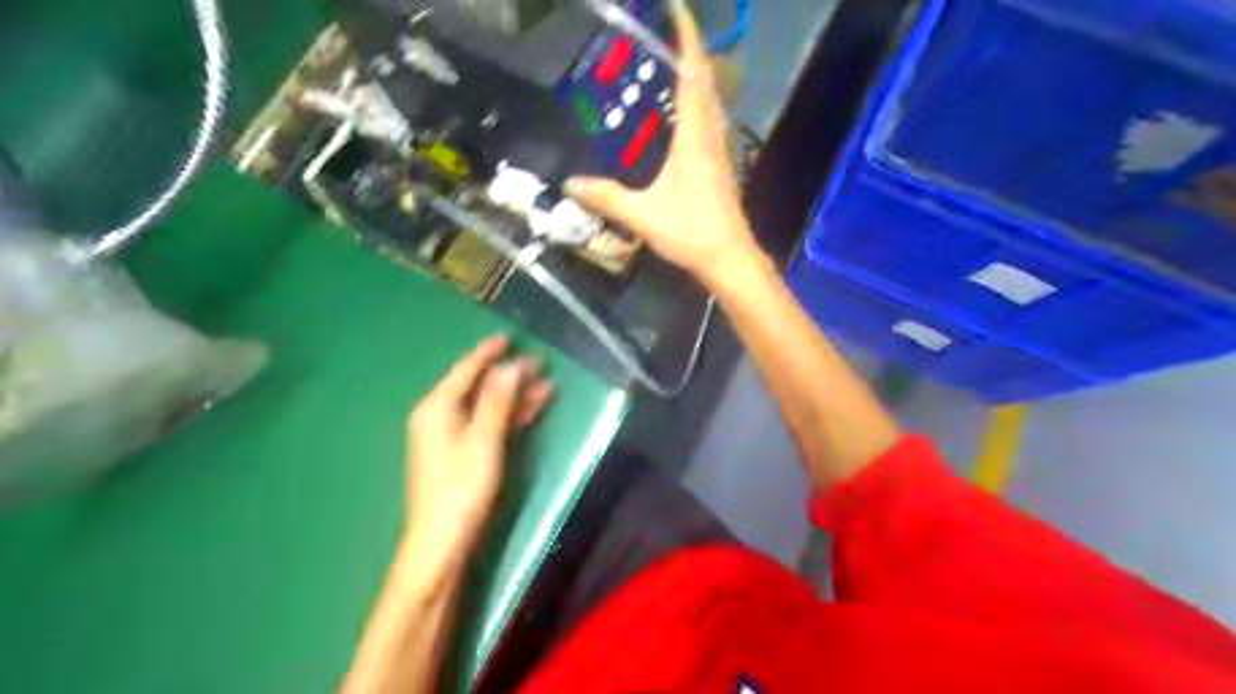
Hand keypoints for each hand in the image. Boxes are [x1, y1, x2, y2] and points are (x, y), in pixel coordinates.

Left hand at [408, 336, 555, 558]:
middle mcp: (441, 416)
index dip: (488, 352)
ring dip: (515, 396)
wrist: (442, 541)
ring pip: (487, 406)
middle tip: (540, 362)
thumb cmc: (461, 487)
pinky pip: (488, 424)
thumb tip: (512, 366)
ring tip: (546, 384)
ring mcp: (451, 436)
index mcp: (437, 408)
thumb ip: (497, 401)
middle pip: (478, 387)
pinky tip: (533, 409)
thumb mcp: (483, 440)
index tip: (509, 336)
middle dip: (509, 375)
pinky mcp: (463, 453)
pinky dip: (509, 416)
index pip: (465, 370)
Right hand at [567, 1, 764, 286]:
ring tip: (669, 62)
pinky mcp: (720, 163)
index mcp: (693, 137)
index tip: (677, 8)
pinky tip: (680, 111)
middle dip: (689, 49)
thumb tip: (569, 182)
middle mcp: (710, 134)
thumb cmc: (691, 232)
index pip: (693, 75)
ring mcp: (719, 149)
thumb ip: (607, 197)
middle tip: (662, 34)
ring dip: (695, 73)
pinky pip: (709, 118)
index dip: (687, 38)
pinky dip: (697, 100)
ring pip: (711, 98)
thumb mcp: (643, 215)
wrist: (729, 257)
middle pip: (705, 80)